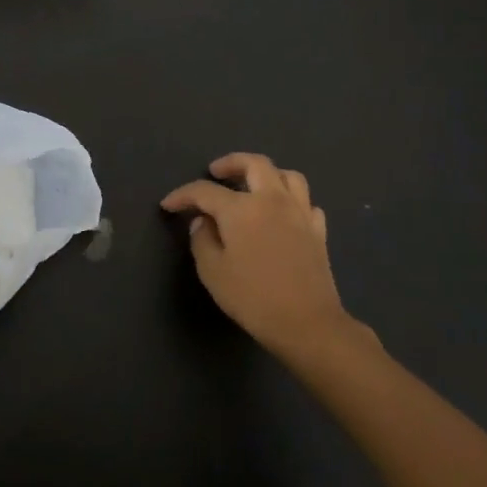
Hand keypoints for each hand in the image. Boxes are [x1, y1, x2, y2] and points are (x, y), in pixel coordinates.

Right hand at [161, 153, 359, 360]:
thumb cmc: (253, 298)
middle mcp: (272, 200)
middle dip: (231, 162)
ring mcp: (300, 213)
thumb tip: (203, 222)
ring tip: (253, 186)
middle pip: (254, 164)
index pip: (205, 191)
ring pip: (287, 176)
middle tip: (216, 171)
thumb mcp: (213, 272)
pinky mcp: (318, 231)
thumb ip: (202, 240)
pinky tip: (283, 214)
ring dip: (267, 174)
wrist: (307, 323)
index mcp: (241, 209)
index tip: (169, 205)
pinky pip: (306, 203)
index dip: (183, 195)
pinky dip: (292, 201)